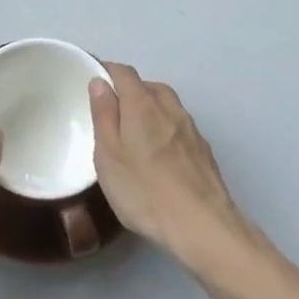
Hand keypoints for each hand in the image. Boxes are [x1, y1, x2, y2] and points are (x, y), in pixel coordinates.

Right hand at [90, 64, 249, 269]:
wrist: (203, 227)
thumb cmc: (145, 191)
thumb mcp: (108, 155)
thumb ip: (103, 115)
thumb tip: (100, 82)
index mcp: (142, 104)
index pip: (124, 72)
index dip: (107, 71)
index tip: (93, 80)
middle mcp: (170, 108)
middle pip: (148, 86)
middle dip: (130, 91)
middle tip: (113, 112)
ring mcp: (191, 129)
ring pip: (167, 106)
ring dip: (151, 109)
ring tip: (136, 133)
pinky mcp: (204, 151)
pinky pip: (180, 127)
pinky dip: (167, 129)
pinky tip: (161, 155)